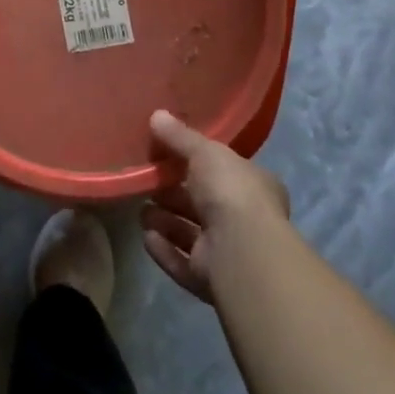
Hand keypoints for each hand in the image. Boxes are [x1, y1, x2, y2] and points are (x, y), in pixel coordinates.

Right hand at [142, 111, 290, 304]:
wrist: (241, 249)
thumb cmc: (230, 191)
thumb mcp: (205, 151)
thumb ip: (180, 136)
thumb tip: (156, 115)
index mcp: (253, 187)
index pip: (223, 172)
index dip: (195, 164)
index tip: (166, 156)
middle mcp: (244, 220)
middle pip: (201, 204)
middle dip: (173, 194)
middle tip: (146, 183)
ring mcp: (228, 252)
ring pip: (190, 234)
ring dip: (165, 222)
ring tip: (141, 211)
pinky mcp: (210, 278)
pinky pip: (181, 261)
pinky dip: (164, 249)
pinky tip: (146, 237)